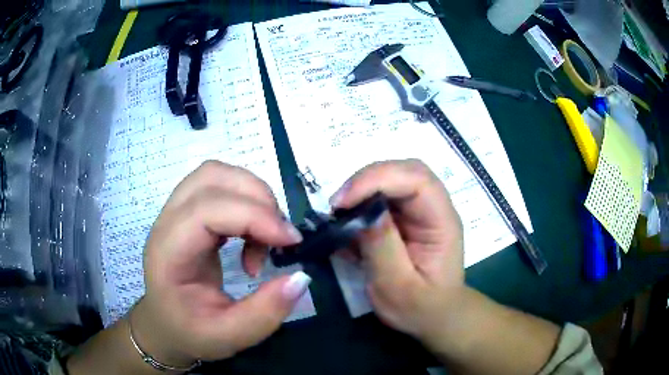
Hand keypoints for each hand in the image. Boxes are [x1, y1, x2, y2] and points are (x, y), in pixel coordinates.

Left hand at [132, 161, 310, 365]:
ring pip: (217, 174)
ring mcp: (175, 212)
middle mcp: (167, 222)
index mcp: (168, 253)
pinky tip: (252, 235)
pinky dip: (246, 201)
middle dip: (258, 199)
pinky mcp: (188, 212)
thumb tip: (301, 276)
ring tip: (266, 234)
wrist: (166, 324)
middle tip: (280, 238)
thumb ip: (265, 312)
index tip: (291, 241)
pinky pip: (220, 186)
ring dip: (252, 195)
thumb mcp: (229, 336)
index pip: (207, 210)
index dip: (253, 216)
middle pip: (212, 178)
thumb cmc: (191, 332)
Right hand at [330, 159, 464, 347]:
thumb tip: (362, 211)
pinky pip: (382, 197)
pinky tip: (348, 222)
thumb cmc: (420, 307)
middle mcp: (434, 208)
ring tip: (339, 213)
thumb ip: (382, 247)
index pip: (417, 180)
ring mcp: (420, 211)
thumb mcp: (397, 286)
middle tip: (338, 205)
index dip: (378, 179)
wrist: (433, 316)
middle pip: (404, 171)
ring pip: (391, 179)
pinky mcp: (405, 218)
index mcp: (442, 222)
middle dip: (367, 179)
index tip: (343, 202)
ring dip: (361, 190)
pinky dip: (361, 203)